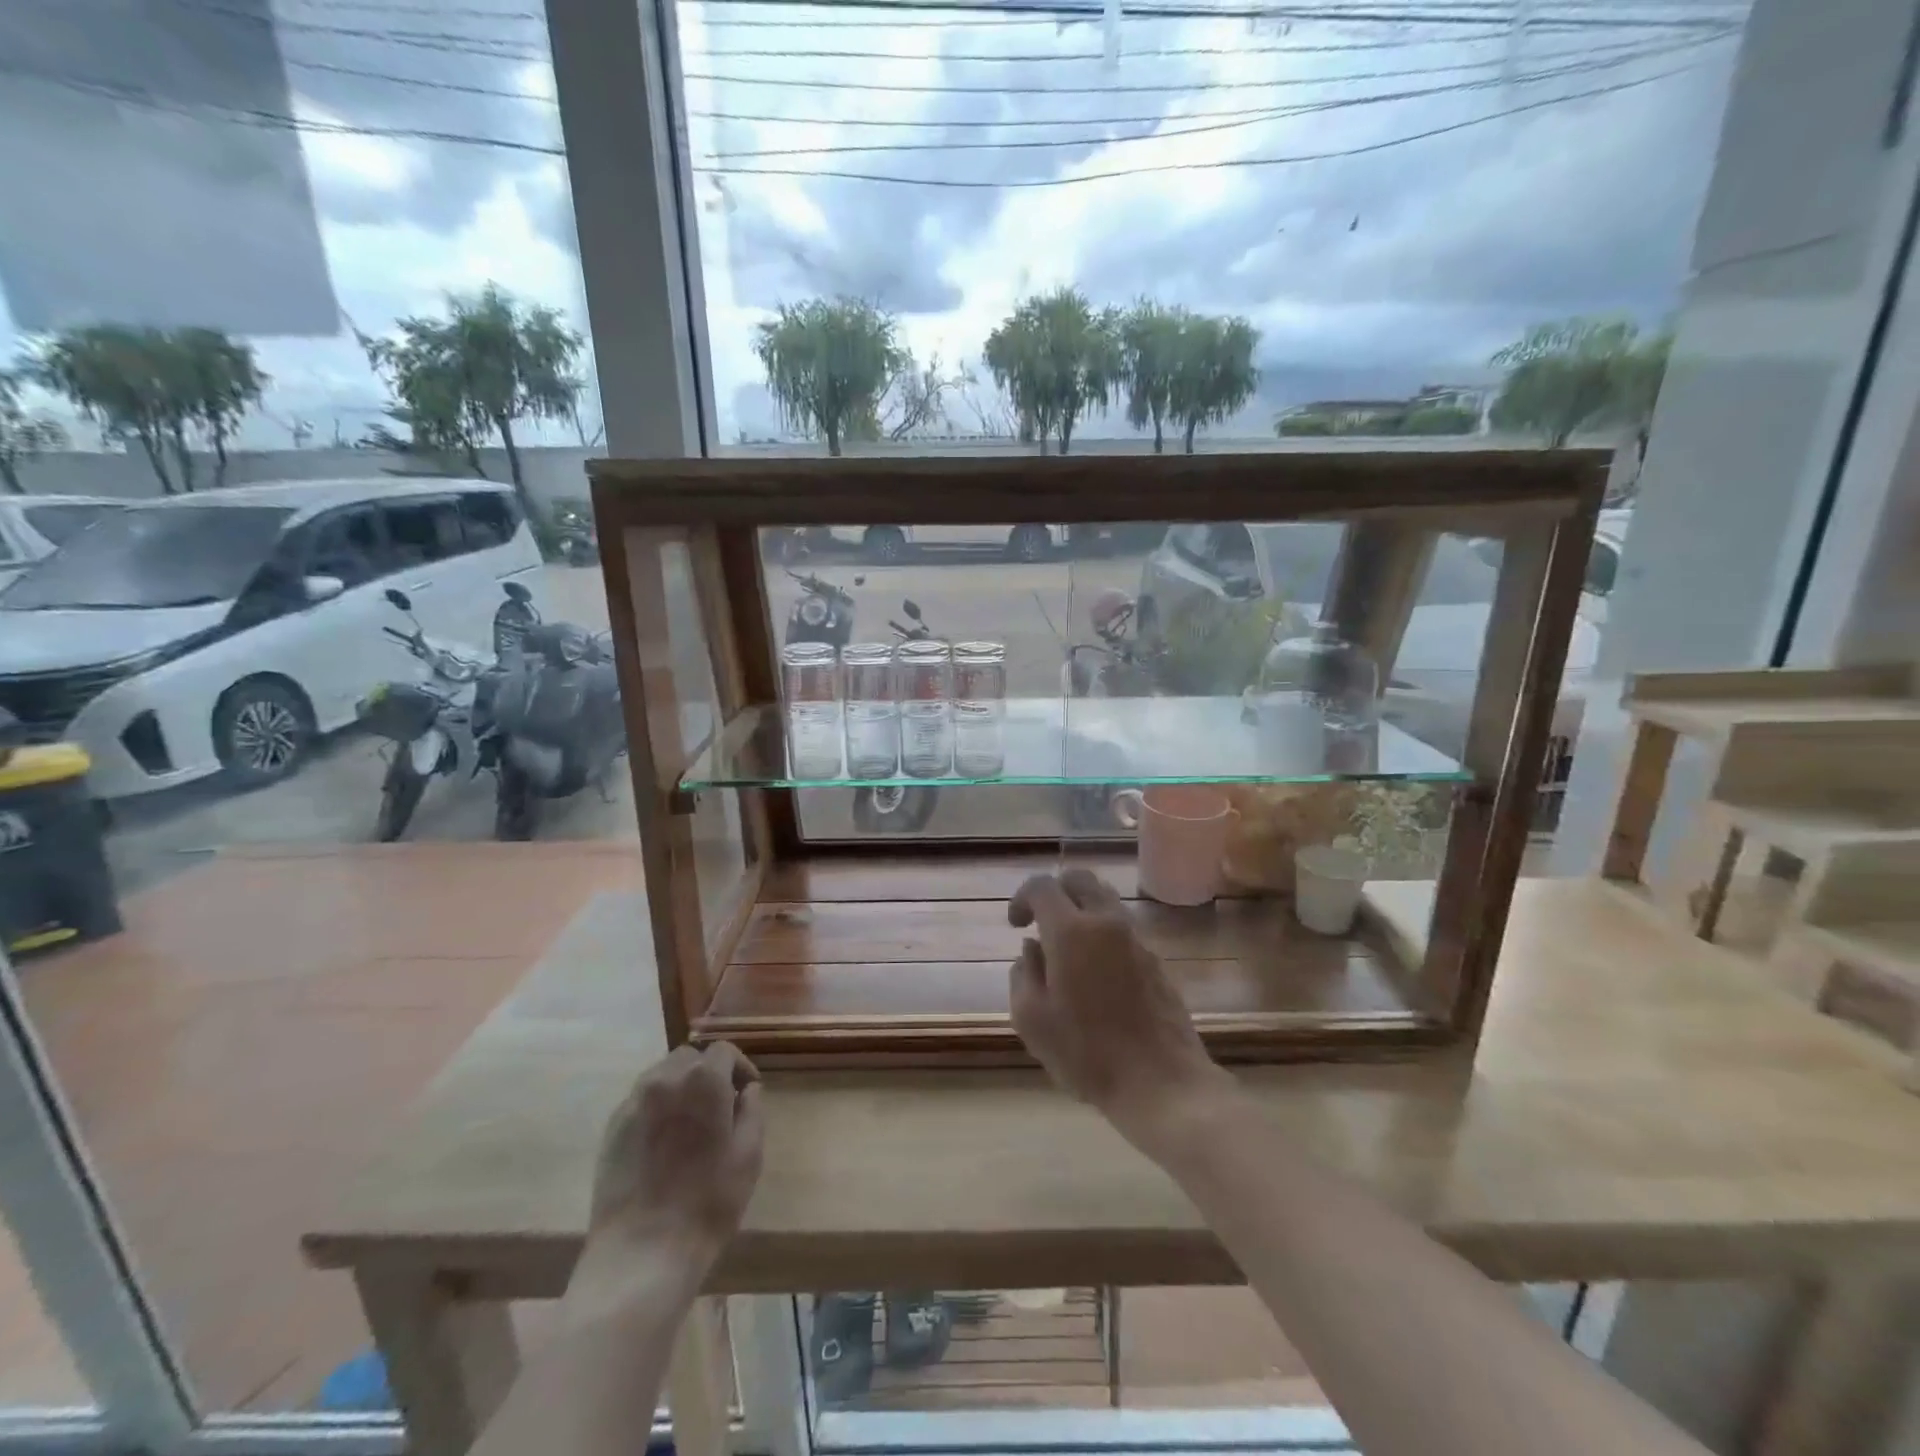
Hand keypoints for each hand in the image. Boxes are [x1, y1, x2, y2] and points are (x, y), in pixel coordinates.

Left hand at [567, 1043, 764, 1320]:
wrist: (643, 1252)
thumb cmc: (708, 1202)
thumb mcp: (749, 1154)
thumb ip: (752, 1110)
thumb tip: (748, 1090)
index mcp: (704, 1080)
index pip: (724, 1051)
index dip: (740, 1068)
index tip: (746, 1095)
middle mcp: (666, 1079)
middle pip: (690, 1057)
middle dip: (707, 1073)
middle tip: (719, 1107)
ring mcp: (633, 1103)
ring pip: (661, 1075)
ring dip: (680, 1087)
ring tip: (689, 1123)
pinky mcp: (612, 1128)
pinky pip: (640, 1101)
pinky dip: (656, 1107)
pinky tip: (663, 1142)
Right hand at [1008, 870, 1231, 1145]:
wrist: (1162, 1083)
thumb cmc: (1087, 1054)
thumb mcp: (1032, 1019)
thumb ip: (1023, 973)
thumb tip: (1032, 948)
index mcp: (1071, 931)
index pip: (1042, 886)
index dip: (1022, 898)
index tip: (1016, 925)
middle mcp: (1106, 923)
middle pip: (1080, 879)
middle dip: (1056, 891)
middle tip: (1042, 922)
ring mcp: (1136, 940)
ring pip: (1105, 900)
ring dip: (1081, 909)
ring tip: (1067, 948)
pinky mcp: (1156, 960)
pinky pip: (1122, 928)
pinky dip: (1102, 932)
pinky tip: (1095, 973)